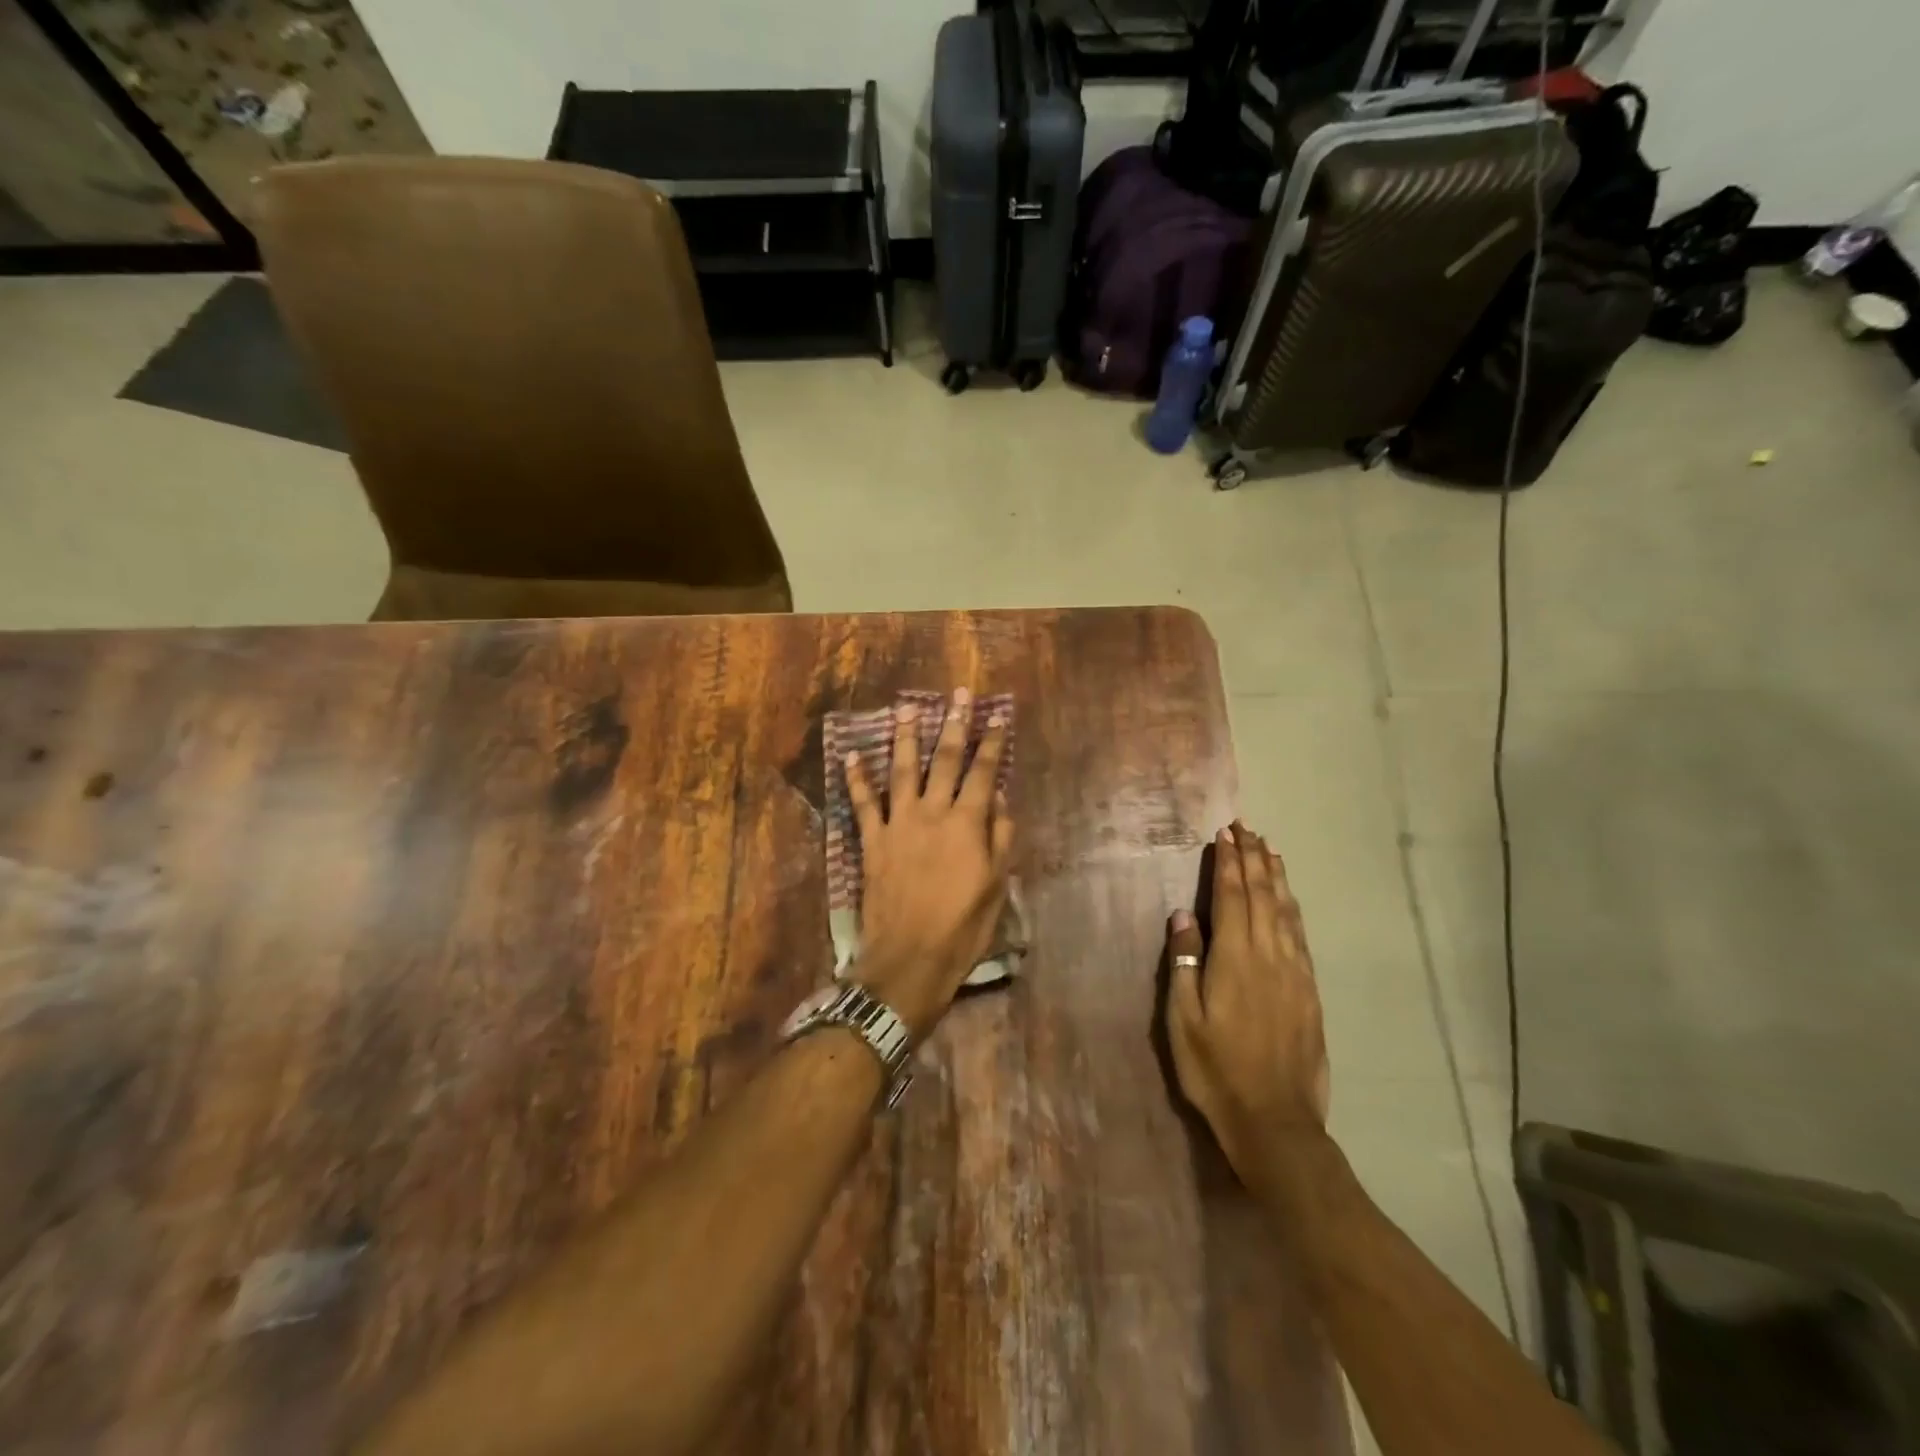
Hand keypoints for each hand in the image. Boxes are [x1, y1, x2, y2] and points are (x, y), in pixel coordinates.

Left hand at [844, 690, 1014, 1038]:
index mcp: (967, 824)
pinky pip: (862, 803)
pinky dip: (857, 779)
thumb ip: (1000, 840)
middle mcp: (932, 814)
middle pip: (944, 760)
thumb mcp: (995, 887)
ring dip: (905, 737)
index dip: (992, 743)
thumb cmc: (962, 928)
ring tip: (906, 708)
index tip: (997, 717)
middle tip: (959, 695)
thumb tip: (1001, 802)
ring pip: (902, 771)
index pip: (983, 773)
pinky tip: (852, 755)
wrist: (908, 960)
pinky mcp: (872, 841)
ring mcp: (898, 824)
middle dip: (954, 725)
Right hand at [1165, 822, 1329, 1183]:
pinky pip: (1300, 935)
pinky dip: (1292, 908)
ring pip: (1285, 911)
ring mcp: (1295, 972)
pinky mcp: (1309, 991)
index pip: (1232, 897)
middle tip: (1246, 829)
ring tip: (1269, 851)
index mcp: (1235, 958)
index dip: (1228, 863)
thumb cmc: (1215, 1068)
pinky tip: (1288, 901)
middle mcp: (1269, 955)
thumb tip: (1183, 914)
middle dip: (1253, 859)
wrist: (1274, 1120)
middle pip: (1262, 895)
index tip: (1225, 834)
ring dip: (1276, 877)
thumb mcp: (1183, 1018)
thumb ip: (1184, 961)